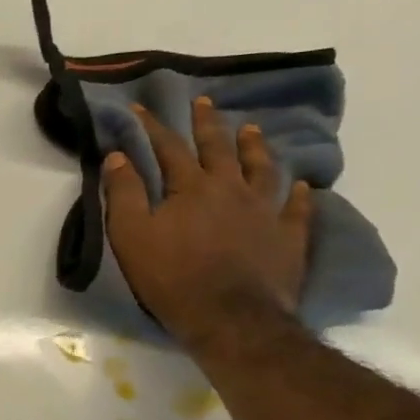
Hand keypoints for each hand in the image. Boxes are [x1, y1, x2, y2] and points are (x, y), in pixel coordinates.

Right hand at [103, 97, 312, 350]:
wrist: (230, 318)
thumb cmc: (171, 276)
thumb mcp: (130, 234)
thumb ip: (124, 193)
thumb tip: (118, 155)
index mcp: (191, 187)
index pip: (168, 147)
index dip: (153, 126)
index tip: (141, 108)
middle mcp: (231, 189)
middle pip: (219, 148)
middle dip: (207, 123)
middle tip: (204, 102)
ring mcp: (265, 212)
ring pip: (262, 169)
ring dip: (255, 147)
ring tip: (252, 129)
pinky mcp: (288, 237)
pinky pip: (297, 208)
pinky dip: (299, 194)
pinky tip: (302, 185)